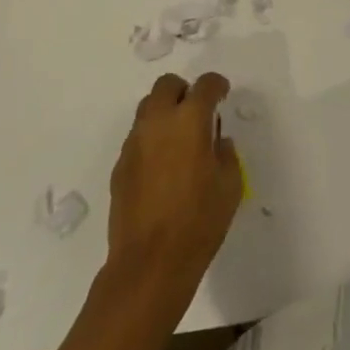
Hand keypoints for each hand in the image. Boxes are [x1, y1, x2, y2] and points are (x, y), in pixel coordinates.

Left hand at [107, 72, 240, 287]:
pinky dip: (151, 140)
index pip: (205, 84)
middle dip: (183, 91)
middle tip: (196, 113)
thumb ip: (225, 153)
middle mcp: (159, 122)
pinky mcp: (119, 166)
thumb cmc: (198, 222)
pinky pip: (137, 137)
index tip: (222, 96)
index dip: (217, 86)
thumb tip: (217, 142)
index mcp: (190, 120)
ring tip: (177, 139)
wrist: (149, 265)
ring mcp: (134, 143)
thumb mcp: (230, 185)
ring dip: (164, 113)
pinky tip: (161, 167)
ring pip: (147, 108)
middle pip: (167, 85)